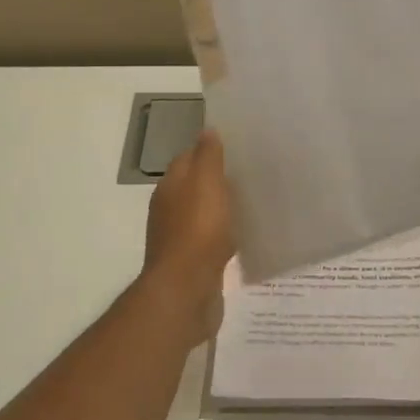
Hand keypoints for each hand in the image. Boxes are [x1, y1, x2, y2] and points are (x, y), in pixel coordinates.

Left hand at [142, 129, 235, 339]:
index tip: (237, 149)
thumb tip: (207, 130)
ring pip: (202, 214)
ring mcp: (179, 238)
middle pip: (194, 187)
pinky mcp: (192, 263)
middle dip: (216, 181)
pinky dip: (223, 236)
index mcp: (170, 187)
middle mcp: (169, 209)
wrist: (187, 289)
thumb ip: (207, 156)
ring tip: (250, 204)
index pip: (187, 159)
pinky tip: (241, 237)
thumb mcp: (206, 183)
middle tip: (249, 175)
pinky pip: (210, 241)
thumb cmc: (198, 230)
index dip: (209, 152)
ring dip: (220, 209)